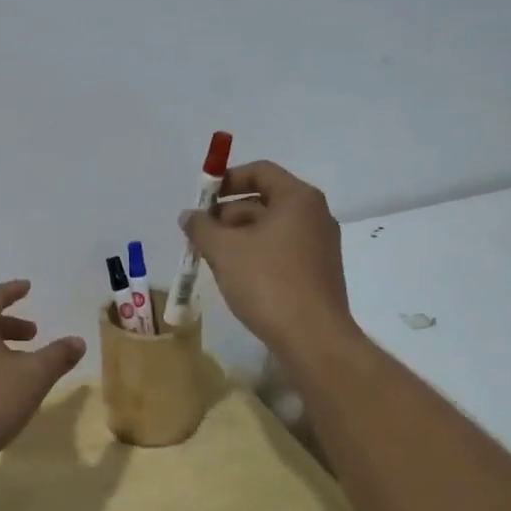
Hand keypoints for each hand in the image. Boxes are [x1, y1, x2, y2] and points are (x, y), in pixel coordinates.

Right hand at [182, 160, 358, 357]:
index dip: (227, 180)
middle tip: (200, 235)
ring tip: (212, 259)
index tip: (202, 200)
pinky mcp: (318, 273)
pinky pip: (282, 251)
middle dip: (228, 215)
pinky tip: (236, 277)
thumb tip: (189, 215)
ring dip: (239, 238)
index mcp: (298, 199)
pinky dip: (257, 255)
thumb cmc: (268, 283)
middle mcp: (315, 215)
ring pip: (271, 229)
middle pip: (264, 201)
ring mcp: (320, 245)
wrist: (313, 338)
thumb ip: (202, 227)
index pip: (260, 171)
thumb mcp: (224, 250)